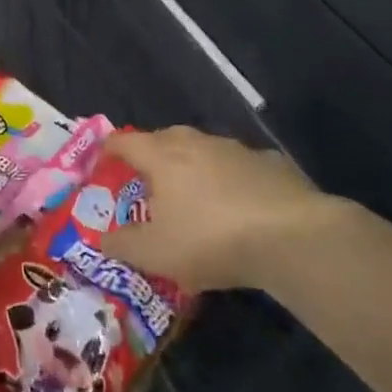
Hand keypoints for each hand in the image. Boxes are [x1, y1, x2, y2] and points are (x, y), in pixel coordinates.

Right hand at [101, 127, 337, 290]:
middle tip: (148, 182)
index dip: (109, 151)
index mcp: (162, 156)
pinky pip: (239, 166)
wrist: (291, 237)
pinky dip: (231, 179)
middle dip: (152, 155)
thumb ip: (122, 244)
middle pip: (164, 138)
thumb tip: (100, 238)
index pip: (125, 142)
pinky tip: (239, 204)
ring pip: (204, 149)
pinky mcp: (270, 163)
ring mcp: (236, 149)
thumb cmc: (210, 239)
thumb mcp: (156, 253)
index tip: (102, 164)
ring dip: (193, 166)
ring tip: (194, 195)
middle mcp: (196, 142)